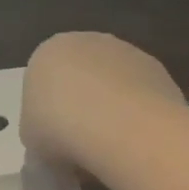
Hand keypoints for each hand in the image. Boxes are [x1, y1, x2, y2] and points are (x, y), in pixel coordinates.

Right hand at [21, 32, 184, 167]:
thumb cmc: (59, 130)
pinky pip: (140, 94)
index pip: (44, 80)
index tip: (54, 141)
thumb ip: (39, 131)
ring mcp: (126, 51)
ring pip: (114, 84)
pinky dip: (138, 114)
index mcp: (47, 52)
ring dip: (113, 109)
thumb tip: (54, 141)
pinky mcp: (157, 68)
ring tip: (112, 148)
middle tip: (82, 144)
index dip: (49, 113)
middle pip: (82, 76)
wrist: (118, 126)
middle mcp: (87, 41)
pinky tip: (136, 140)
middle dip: (82, 105)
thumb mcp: (31, 139)